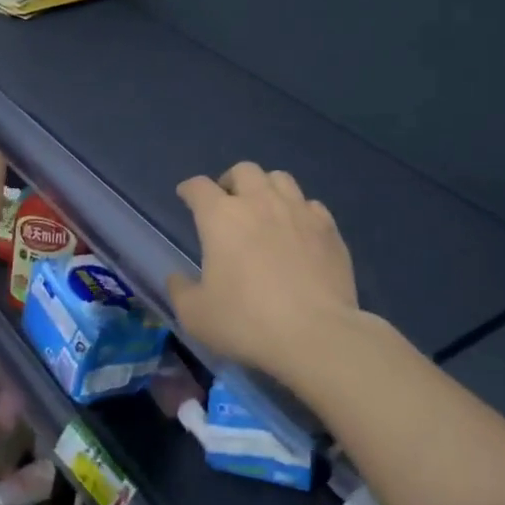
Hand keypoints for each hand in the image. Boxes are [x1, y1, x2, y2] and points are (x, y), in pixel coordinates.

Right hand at [165, 162, 359, 377]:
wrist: (316, 333)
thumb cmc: (247, 321)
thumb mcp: (196, 315)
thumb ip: (180, 291)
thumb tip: (176, 277)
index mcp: (221, 217)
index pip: (199, 187)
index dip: (189, 189)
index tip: (186, 196)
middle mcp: (260, 202)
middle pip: (243, 171)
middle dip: (231, 181)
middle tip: (228, 203)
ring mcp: (298, 211)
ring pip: (280, 178)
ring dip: (266, 188)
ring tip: (264, 209)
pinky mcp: (328, 227)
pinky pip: (310, 204)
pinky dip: (299, 211)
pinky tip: (298, 230)